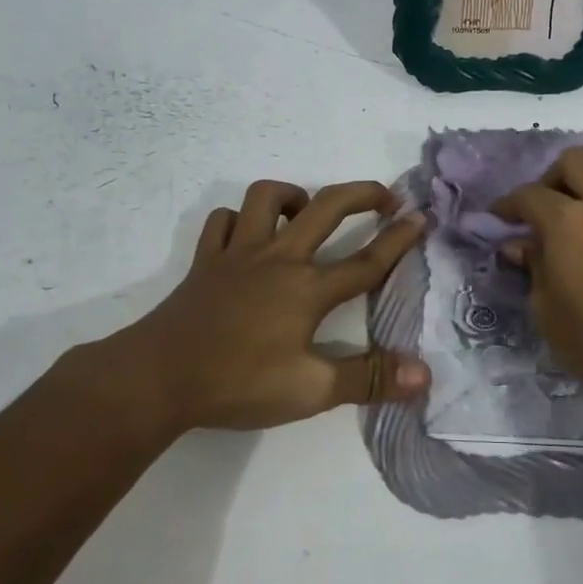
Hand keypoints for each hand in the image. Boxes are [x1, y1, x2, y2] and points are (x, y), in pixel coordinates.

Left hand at [97, 179, 429, 432]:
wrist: (158, 377)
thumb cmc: (238, 382)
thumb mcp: (311, 390)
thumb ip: (368, 379)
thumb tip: (423, 373)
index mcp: (307, 288)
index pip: (365, 260)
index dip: (398, 238)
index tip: (421, 216)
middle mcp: (278, 258)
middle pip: (327, 207)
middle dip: (362, 193)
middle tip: (385, 197)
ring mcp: (237, 253)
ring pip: (266, 197)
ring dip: (293, 195)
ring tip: (307, 213)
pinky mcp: (205, 261)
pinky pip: (222, 221)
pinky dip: (239, 220)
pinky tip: (247, 235)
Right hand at [493, 148, 582, 406]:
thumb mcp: (547, 310)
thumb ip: (532, 266)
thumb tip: (519, 244)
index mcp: (569, 221)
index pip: (529, 194)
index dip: (507, 204)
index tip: (497, 219)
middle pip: (574, 161)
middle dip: (549, 179)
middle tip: (539, 212)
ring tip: (573, 218)